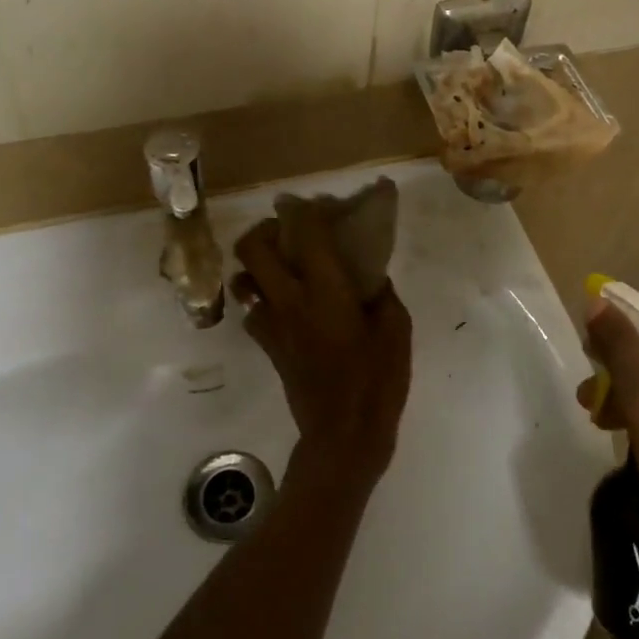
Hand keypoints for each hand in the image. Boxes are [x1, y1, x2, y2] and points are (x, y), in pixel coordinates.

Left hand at [232, 208, 412, 484]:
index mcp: (325, 291)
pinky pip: (251, 309)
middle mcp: (289, 300)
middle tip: (289, 230)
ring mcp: (272, 324)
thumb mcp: (396, 329)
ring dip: (257, 263)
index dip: (306, 209)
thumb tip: (368, 276)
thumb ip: (381, 293)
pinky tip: (286, 303)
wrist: (343, 435)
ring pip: (243, 278)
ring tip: (283, 264)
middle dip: (266, 229)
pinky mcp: (267, 346)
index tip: (317, 204)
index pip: (305, 233)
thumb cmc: (377, 380)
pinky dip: (261, 297)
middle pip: (252, 248)